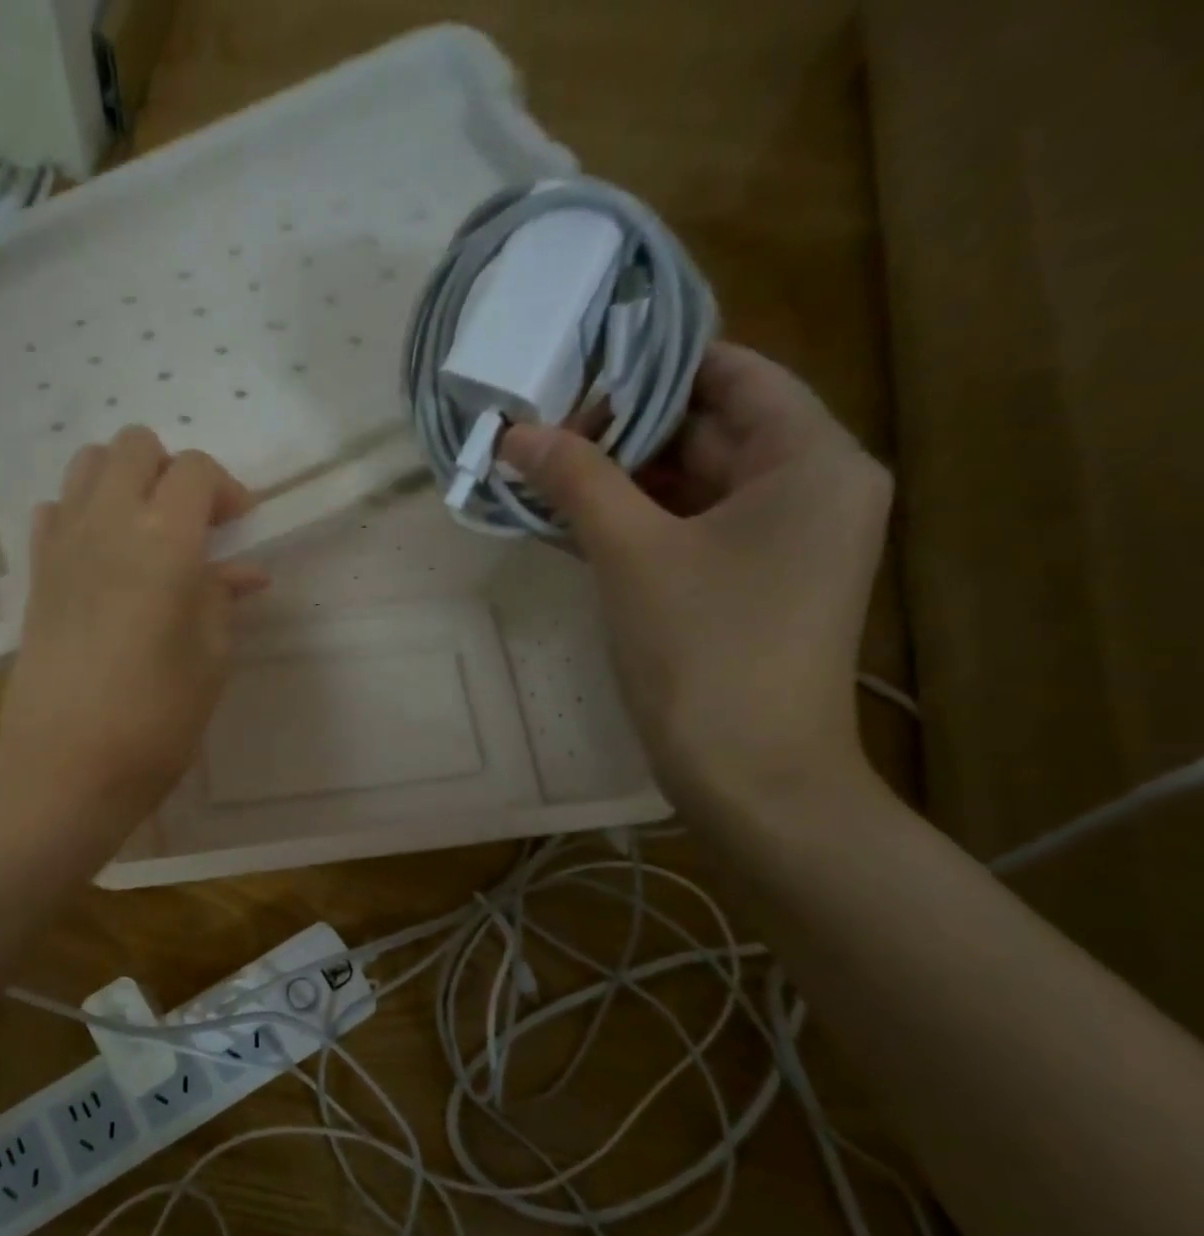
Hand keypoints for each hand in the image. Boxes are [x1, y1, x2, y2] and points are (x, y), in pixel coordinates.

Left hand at [0, 426, 265, 835]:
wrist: (66, 765)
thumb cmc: (156, 719)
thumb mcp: (210, 659)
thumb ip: (223, 600)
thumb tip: (242, 572)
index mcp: (164, 541)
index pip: (194, 470)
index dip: (225, 489)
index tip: (239, 528)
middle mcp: (106, 523)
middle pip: (135, 446)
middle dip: (171, 471)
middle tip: (192, 525)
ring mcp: (61, 544)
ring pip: (87, 464)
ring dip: (123, 480)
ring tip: (145, 532)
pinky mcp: (35, 573)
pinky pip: (53, 510)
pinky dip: (80, 513)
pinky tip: (100, 557)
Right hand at [501, 342, 891, 821]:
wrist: (750, 776)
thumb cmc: (704, 652)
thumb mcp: (632, 554)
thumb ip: (577, 481)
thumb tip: (517, 431)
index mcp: (812, 460)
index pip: (732, 374)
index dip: (652, 367)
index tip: (575, 372)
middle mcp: (811, 489)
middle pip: (710, 430)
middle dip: (623, 430)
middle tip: (541, 430)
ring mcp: (781, 543)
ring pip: (692, 486)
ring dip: (619, 482)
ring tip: (541, 474)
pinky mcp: (750, 587)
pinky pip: (689, 532)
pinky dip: (635, 525)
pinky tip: (569, 524)